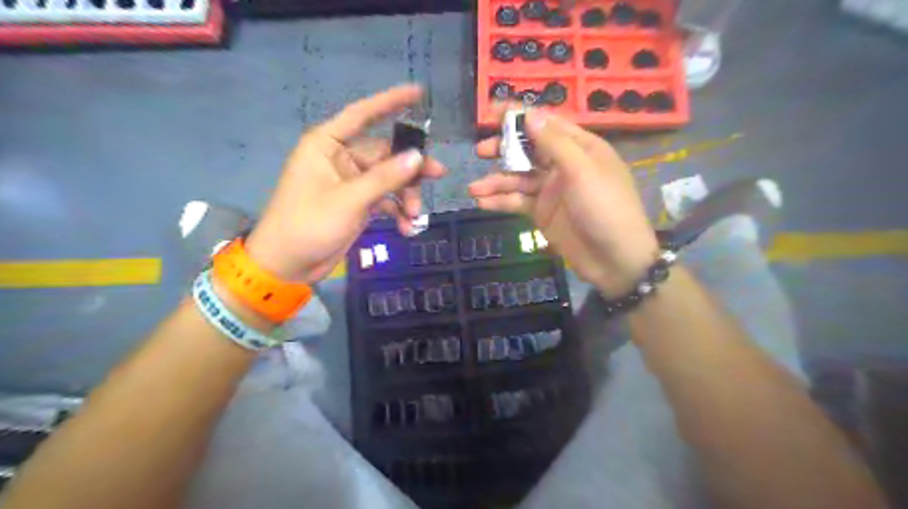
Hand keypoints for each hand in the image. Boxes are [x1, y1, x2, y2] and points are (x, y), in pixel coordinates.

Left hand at [246, 84, 445, 281]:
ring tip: (415, 216)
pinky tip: (407, 227)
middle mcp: (341, 159)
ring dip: (406, 196)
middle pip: (386, 154)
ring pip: (389, 180)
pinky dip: (397, 212)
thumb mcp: (349, 200)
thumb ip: (385, 178)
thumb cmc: (308, 224)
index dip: (390, 102)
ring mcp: (351, 183)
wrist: (288, 265)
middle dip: (410, 169)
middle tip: (438, 175)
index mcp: (328, 145)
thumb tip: (418, 156)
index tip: (419, 94)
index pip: (362, 114)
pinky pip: (385, 200)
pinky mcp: (357, 205)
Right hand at [469, 109, 660, 295]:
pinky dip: (500, 202)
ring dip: (496, 182)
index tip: (491, 113)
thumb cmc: (605, 208)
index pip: (546, 124)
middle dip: (504, 150)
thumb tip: (530, 114)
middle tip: (481, 151)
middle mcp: (563, 165)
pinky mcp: (542, 213)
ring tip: (473, 189)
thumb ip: (554, 143)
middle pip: (528, 150)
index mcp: (580, 148)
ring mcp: (551, 191)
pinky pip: (518, 202)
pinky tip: (482, 203)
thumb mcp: (582, 171)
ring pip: (519, 179)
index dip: (520, 116)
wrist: (615, 260)